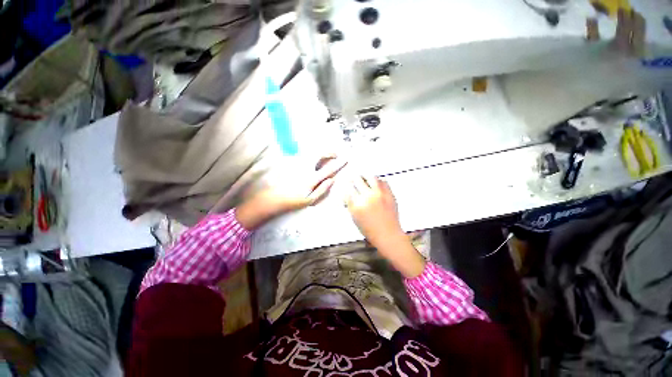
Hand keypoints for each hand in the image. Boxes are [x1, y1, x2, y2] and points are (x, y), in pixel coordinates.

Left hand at [236, 155, 346, 229]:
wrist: (274, 197)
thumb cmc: (293, 200)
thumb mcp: (310, 199)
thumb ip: (322, 189)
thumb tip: (332, 180)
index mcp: (312, 178)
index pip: (328, 169)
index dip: (338, 163)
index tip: (345, 160)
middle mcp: (305, 168)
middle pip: (319, 154)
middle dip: (329, 152)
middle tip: (335, 154)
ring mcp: (298, 164)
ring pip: (312, 152)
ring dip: (321, 152)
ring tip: (327, 155)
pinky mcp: (292, 163)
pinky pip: (305, 154)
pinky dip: (312, 154)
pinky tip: (314, 158)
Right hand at [346, 176, 424, 277]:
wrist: (388, 235)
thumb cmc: (369, 230)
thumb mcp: (355, 218)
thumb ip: (350, 204)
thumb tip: (347, 194)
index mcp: (357, 205)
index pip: (348, 189)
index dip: (347, 186)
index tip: (347, 185)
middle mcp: (367, 197)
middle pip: (357, 180)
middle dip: (354, 179)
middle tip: (354, 178)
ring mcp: (379, 194)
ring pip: (371, 177)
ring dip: (366, 176)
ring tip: (365, 177)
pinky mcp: (389, 194)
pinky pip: (383, 181)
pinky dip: (378, 181)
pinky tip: (376, 184)